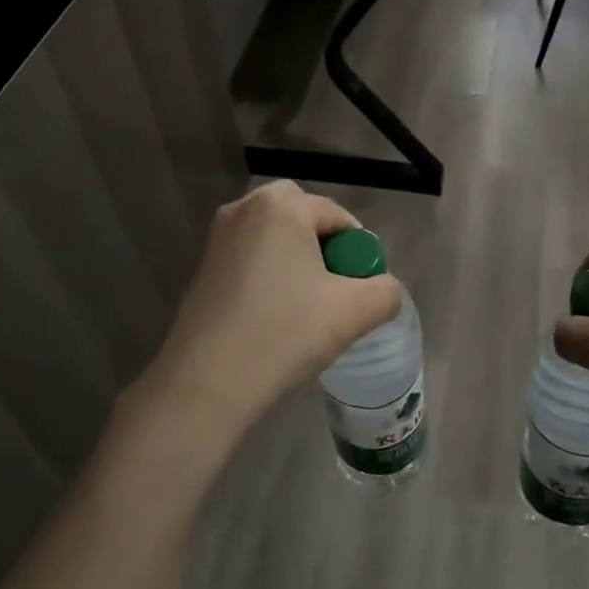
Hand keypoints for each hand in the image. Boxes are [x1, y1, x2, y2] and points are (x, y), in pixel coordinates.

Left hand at [136, 182, 402, 445]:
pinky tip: (273, 315)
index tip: (362, 287)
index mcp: (281, 206)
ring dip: (296, 261)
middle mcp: (244, 208)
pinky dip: (269, 275)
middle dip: (324, 247)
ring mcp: (217, 237)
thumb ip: (386, 291)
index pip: (337, 216)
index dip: (358, 250)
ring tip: (307, 306)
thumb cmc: (284, 333)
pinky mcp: (202, 267)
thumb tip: (385, 289)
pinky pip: (250, 257)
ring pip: (274, 238)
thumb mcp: (354, 312)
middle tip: (335, 288)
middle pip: (302, 218)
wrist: (207, 382)